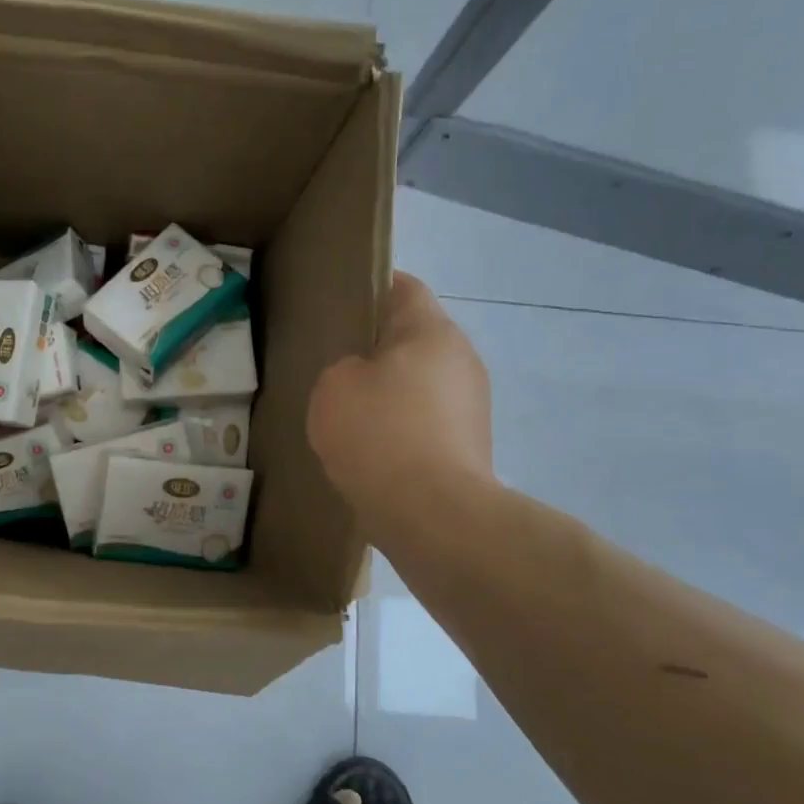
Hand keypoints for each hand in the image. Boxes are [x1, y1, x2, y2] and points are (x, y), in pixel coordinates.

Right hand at [308, 272, 493, 520]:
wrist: (434, 517)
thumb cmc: (379, 435)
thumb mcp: (335, 386)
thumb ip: (344, 367)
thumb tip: (364, 378)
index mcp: (432, 331)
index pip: (403, 287)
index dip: (369, 288)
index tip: (337, 305)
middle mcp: (461, 360)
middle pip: (413, 337)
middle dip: (375, 347)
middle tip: (333, 363)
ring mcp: (471, 406)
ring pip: (419, 382)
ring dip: (388, 391)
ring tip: (347, 412)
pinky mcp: (469, 446)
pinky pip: (425, 421)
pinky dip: (400, 427)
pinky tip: (370, 449)